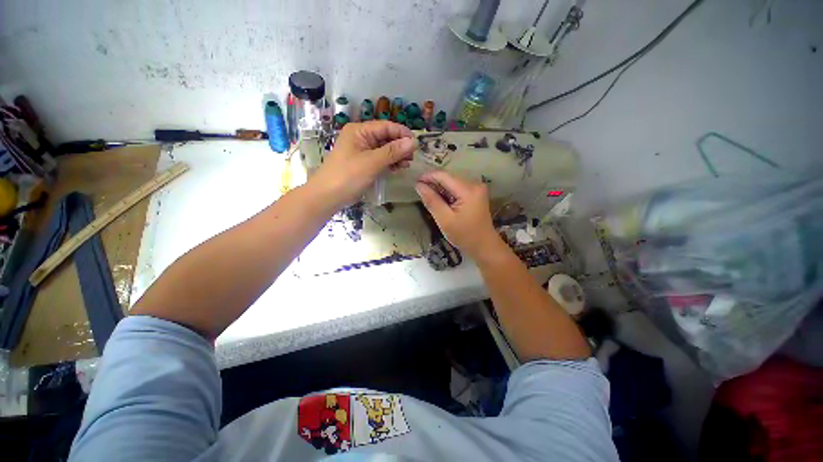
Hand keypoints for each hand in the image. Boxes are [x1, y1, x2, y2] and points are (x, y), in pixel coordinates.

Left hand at [311, 121, 414, 207]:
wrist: (328, 197)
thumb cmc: (347, 176)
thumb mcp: (372, 162)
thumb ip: (393, 152)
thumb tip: (414, 142)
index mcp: (359, 131)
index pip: (386, 126)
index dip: (402, 133)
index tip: (417, 144)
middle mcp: (362, 138)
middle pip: (386, 138)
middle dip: (400, 146)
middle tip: (412, 158)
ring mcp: (363, 152)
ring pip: (385, 150)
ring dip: (397, 156)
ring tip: (407, 164)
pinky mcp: (365, 164)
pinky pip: (381, 160)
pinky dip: (391, 163)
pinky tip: (399, 168)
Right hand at [415, 171, 501, 256]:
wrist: (484, 246)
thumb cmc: (464, 235)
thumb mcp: (445, 220)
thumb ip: (432, 201)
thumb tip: (419, 185)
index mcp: (468, 190)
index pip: (444, 175)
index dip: (428, 176)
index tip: (415, 182)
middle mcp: (475, 184)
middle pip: (449, 177)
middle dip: (433, 182)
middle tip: (419, 191)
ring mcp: (477, 188)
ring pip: (452, 181)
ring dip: (439, 187)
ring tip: (428, 195)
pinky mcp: (476, 193)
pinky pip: (457, 187)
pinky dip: (447, 192)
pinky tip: (440, 199)